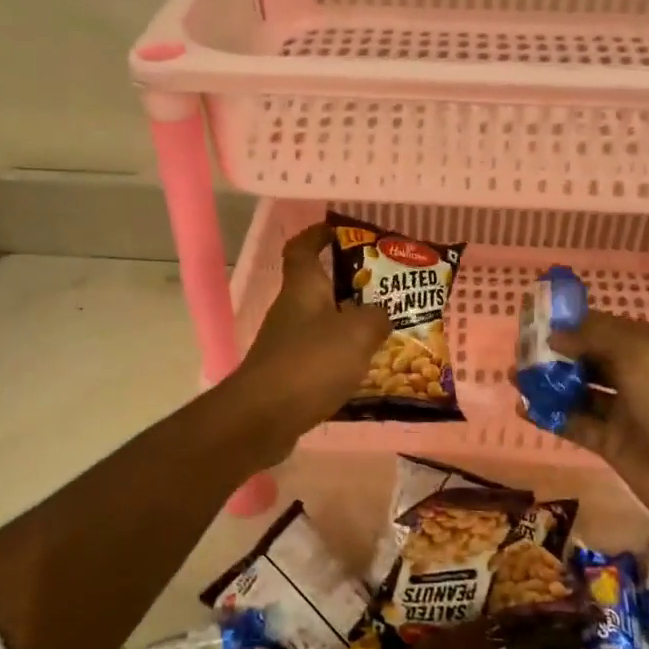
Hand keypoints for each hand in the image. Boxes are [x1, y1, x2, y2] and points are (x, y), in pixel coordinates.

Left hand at [231, 223, 390, 451]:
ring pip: (322, 324)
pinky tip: (366, 371)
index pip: (303, 248)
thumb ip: (376, 317)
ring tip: (386, 332)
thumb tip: (382, 314)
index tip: (340, 230)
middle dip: (350, 286)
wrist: (262, 418)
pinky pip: (320, 357)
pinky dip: (342, 359)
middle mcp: (291, 311)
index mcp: (302, 288)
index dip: (318, 235)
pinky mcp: (287, 376)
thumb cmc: (310, 364)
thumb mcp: (357, 333)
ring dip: (349, 325)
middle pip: (318, 288)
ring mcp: (286, 345)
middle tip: (387, 290)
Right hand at [541, 310, 648, 535]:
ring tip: (514, 376)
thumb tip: (556, 335)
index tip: (534, 320)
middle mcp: (638, 375)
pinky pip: (576, 423)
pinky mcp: (612, 444)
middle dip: (556, 353)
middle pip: (590, 358)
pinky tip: (523, 408)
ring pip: (580, 391)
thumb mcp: (639, 354)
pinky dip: (551, 415)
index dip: (571, 323)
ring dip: (549, 383)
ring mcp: (625, 411)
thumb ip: (594, 337)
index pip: (605, 327)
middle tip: (519, 350)